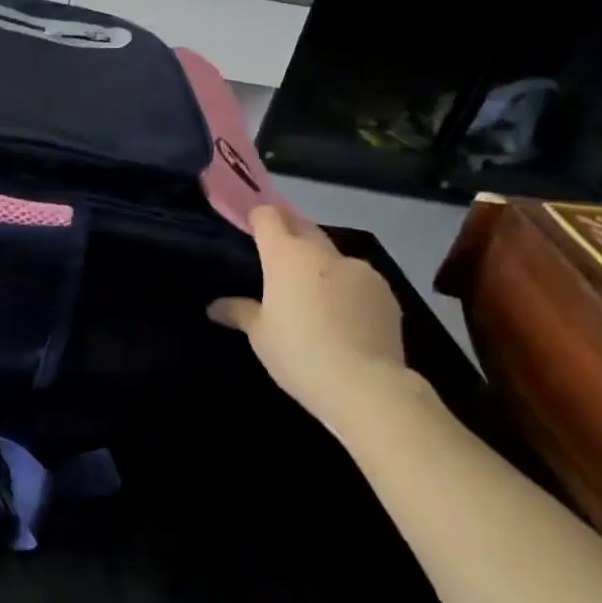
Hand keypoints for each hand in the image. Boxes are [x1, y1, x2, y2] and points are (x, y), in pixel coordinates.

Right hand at [208, 206, 433, 437]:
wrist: (366, 386)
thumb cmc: (299, 354)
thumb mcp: (260, 336)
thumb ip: (239, 312)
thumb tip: (215, 307)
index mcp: (286, 256)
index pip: (269, 217)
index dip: (258, 218)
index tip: (250, 226)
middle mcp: (323, 254)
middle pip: (302, 227)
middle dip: (289, 233)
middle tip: (276, 254)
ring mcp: (360, 270)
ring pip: (332, 256)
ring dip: (320, 264)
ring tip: (313, 294)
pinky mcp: (386, 292)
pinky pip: (357, 279)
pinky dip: (346, 288)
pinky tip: (343, 316)